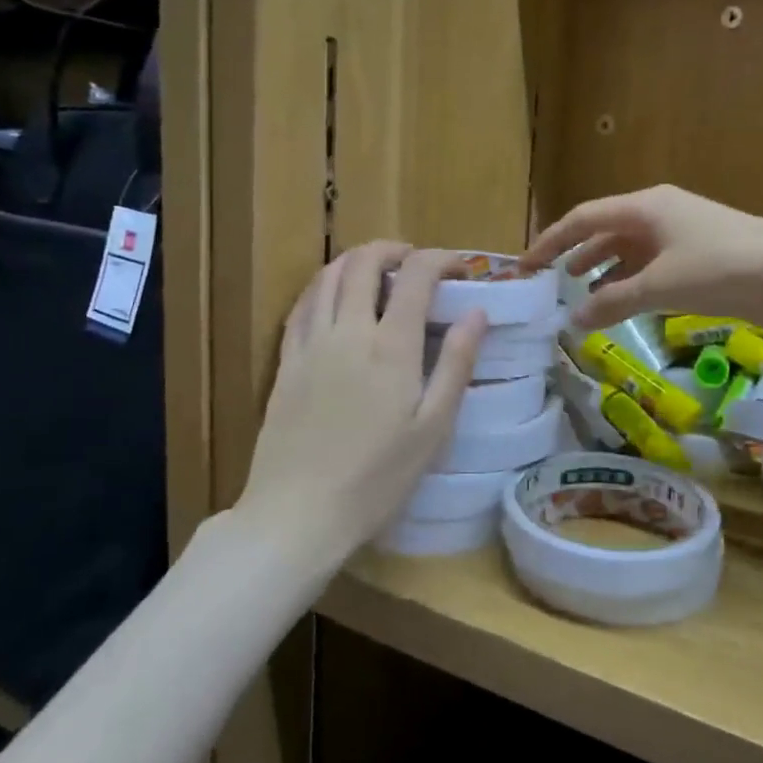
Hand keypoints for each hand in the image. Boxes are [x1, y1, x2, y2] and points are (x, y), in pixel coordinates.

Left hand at [239, 242, 486, 559]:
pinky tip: (332, 297)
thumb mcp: (433, 428)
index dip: (439, 260)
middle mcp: (347, 331)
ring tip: (376, 272)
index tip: (458, 268)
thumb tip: (477, 313)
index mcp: (391, 347)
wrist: (298, 513)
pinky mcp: (285, 361)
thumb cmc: (377, 478)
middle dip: (393, 250)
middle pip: (364, 262)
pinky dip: (321, 286)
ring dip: (355, 261)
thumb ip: (455, 364)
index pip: (415, 276)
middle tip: (415, 262)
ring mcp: (310, 344)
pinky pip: (301, 305)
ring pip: (327, 276)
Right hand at [521, 185, 762, 330]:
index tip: (525, 267)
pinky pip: (651, 267)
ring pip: (629, 251)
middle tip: (547, 282)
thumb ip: (613, 302)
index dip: (550, 241)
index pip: (583, 218)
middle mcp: (659, 214)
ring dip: (603, 271)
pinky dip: (631, 284)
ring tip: (578, 296)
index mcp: (646, 206)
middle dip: (574, 255)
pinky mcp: (700, 258)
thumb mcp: (661, 285)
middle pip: (604, 230)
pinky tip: (620, 304)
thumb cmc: (723, 268)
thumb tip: (573, 321)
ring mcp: (682, 235)